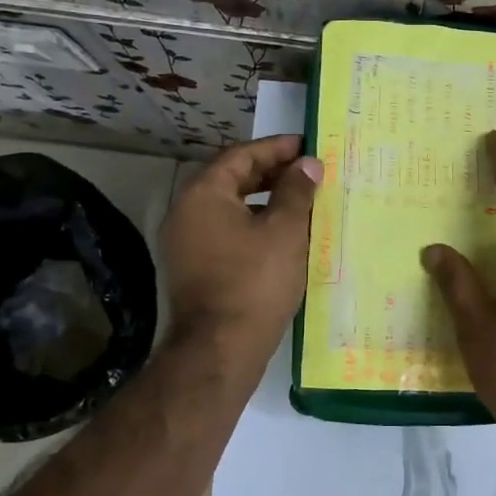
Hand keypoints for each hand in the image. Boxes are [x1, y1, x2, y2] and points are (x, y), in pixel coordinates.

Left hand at [160, 134, 320, 367]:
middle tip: (308, 172)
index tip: (307, 146)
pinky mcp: (194, 267)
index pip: (241, 155)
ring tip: (302, 201)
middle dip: (272, 173)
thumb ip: (296, 191)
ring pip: (231, 207)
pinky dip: (254, 224)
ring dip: (265, 200)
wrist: (221, 349)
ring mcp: (186, 242)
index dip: (276, 148)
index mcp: (203, 194)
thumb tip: (307, 164)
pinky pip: (227, 231)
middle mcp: (186, 212)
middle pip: (232, 179)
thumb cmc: (255, 281)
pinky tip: (283, 235)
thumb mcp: (285, 231)